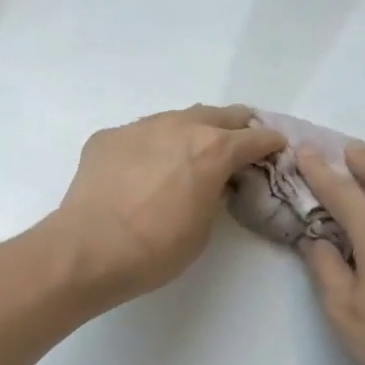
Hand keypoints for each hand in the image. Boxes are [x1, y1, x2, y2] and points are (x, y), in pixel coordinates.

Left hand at [46, 104, 286, 302]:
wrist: (88, 250)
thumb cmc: (155, 250)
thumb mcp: (203, 228)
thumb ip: (214, 195)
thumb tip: (211, 182)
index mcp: (213, 150)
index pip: (255, 137)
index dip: (270, 144)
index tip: (276, 149)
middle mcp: (180, 126)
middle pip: (219, 115)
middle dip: (236, 127)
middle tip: (240, 143)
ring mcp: (140, 127)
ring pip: (177, 118)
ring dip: (192, 131)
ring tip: (191, 151)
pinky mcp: (108, 137)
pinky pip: (141, 134)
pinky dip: (153, 146)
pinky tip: (144, 168)